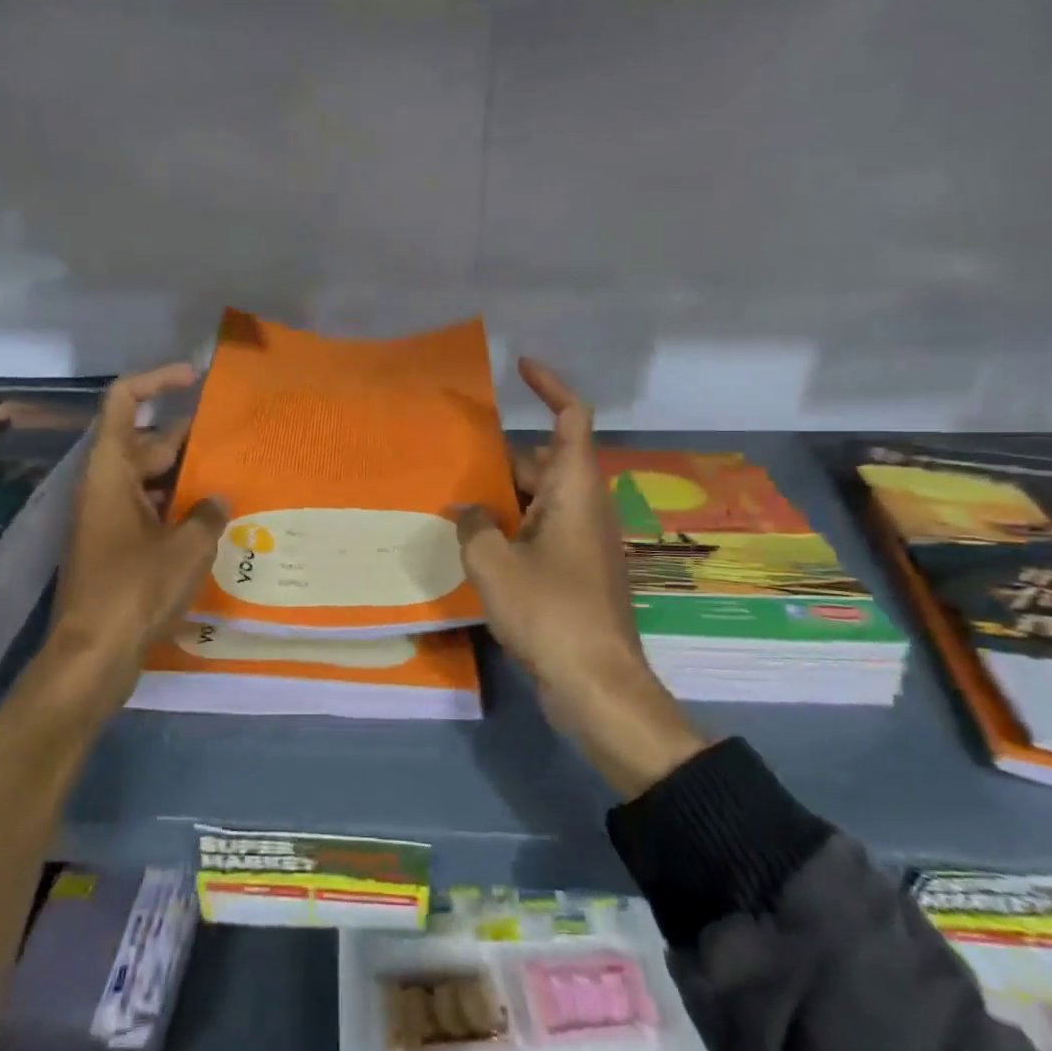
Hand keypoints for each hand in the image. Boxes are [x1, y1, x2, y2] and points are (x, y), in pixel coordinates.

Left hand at [32, 364, 227, 721]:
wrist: (92, 657)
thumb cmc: (135, 591)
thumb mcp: (186, 549)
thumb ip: (208, 515)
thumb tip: (217, 501)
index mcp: (111, 473)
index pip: (123, 402)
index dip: (156, 380)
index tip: (194, 379)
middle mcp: (106, 488)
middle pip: (146, 443)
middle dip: (189, 439)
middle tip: (236, 442)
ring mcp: (109, 520)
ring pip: (151, 481)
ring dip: (188, 478)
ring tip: (235, 481)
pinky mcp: (116, 549)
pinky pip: (150, 512)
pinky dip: (178, 510)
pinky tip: (215, 524)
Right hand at [456, 360, 706, 797]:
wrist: (596, 683)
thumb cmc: (549, 612)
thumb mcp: (494, 563)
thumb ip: (473, 525)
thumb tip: (464, 508)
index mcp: (575, 490)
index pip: (572, 418)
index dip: (550, 386)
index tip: (520, 367)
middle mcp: (585, 506)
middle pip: (545, 460)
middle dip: (502, 458)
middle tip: (455, 460)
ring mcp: (583, 540)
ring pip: (540, 498)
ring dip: (503, 495)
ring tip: (454, 501)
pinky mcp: (576, 569)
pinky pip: (541, 528)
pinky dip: (512, 525)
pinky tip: (476, 542)